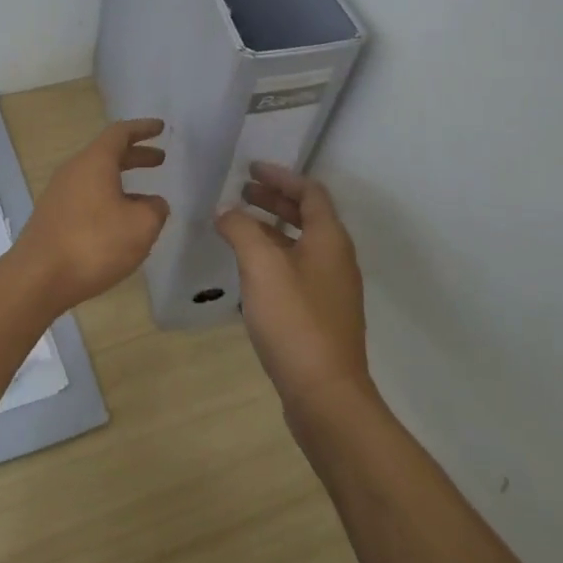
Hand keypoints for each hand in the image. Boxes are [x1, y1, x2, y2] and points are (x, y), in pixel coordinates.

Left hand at [15, 118, 168, 312]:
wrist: (38, 277)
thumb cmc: (94, 244)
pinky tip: (120, 223)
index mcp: (94, 162)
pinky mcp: (53, 217)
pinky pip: (86, 197)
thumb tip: (154, 204)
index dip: (142, 129)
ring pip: (96, 178)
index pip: (120, 133)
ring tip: (147, 200)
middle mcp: (73, 171)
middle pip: (107, 154)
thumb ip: (155, 210)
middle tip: (160, 159)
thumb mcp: (140, 226)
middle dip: (135, 156)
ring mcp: (59, 194)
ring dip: (122, 181)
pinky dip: (108, 200)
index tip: (160, 127)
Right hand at [216, 163, 374, 415]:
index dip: (281, 176)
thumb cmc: (294, 320)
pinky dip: (271, 255)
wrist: (325, 393)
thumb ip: (241, 230)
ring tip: (237, 224)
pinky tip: (247, 267)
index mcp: (329, 240)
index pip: (310, 192)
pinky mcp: (319, 314)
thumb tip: (227, 212)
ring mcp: (330, 289)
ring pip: (299, 243)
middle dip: (273, 199)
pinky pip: (295, 268)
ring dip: (270, 227)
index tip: (250, 168)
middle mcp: (335, 259)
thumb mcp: (261, 266)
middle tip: (240, 190)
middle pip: (306, 216)